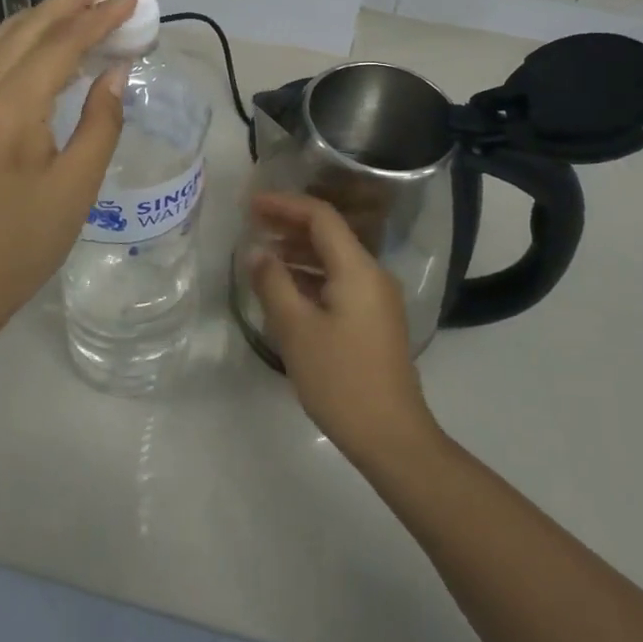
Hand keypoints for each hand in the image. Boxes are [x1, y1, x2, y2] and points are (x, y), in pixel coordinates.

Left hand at [0, 0, 135, 328]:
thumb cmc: (20, 244)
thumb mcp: (76, 188)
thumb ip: (100, 122)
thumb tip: (115, 73)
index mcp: (9, 109)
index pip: (61, 45)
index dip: (100, 18)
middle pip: (26, 28)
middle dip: (69, 1)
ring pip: (1, 38)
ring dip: (42, 15)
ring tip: (78, 2)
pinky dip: (19, 39)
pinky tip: (40, 44)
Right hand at [247, 192, 440, 460]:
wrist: (392, 436)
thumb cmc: (340, 379)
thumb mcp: (296, 330)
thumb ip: (273, 283)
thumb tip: (257, 252)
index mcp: (357, 269)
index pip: (321, 216)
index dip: (284, 204)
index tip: (251, 204)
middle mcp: (372, 275)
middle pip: (329, 234)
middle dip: (290, 225)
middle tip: (252, 224)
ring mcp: (377, 298)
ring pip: (334, 259)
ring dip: (299, 251)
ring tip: (262, 252)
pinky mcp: (375, 321)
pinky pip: (340, 282)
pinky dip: (311, 276)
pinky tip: (286, 287)